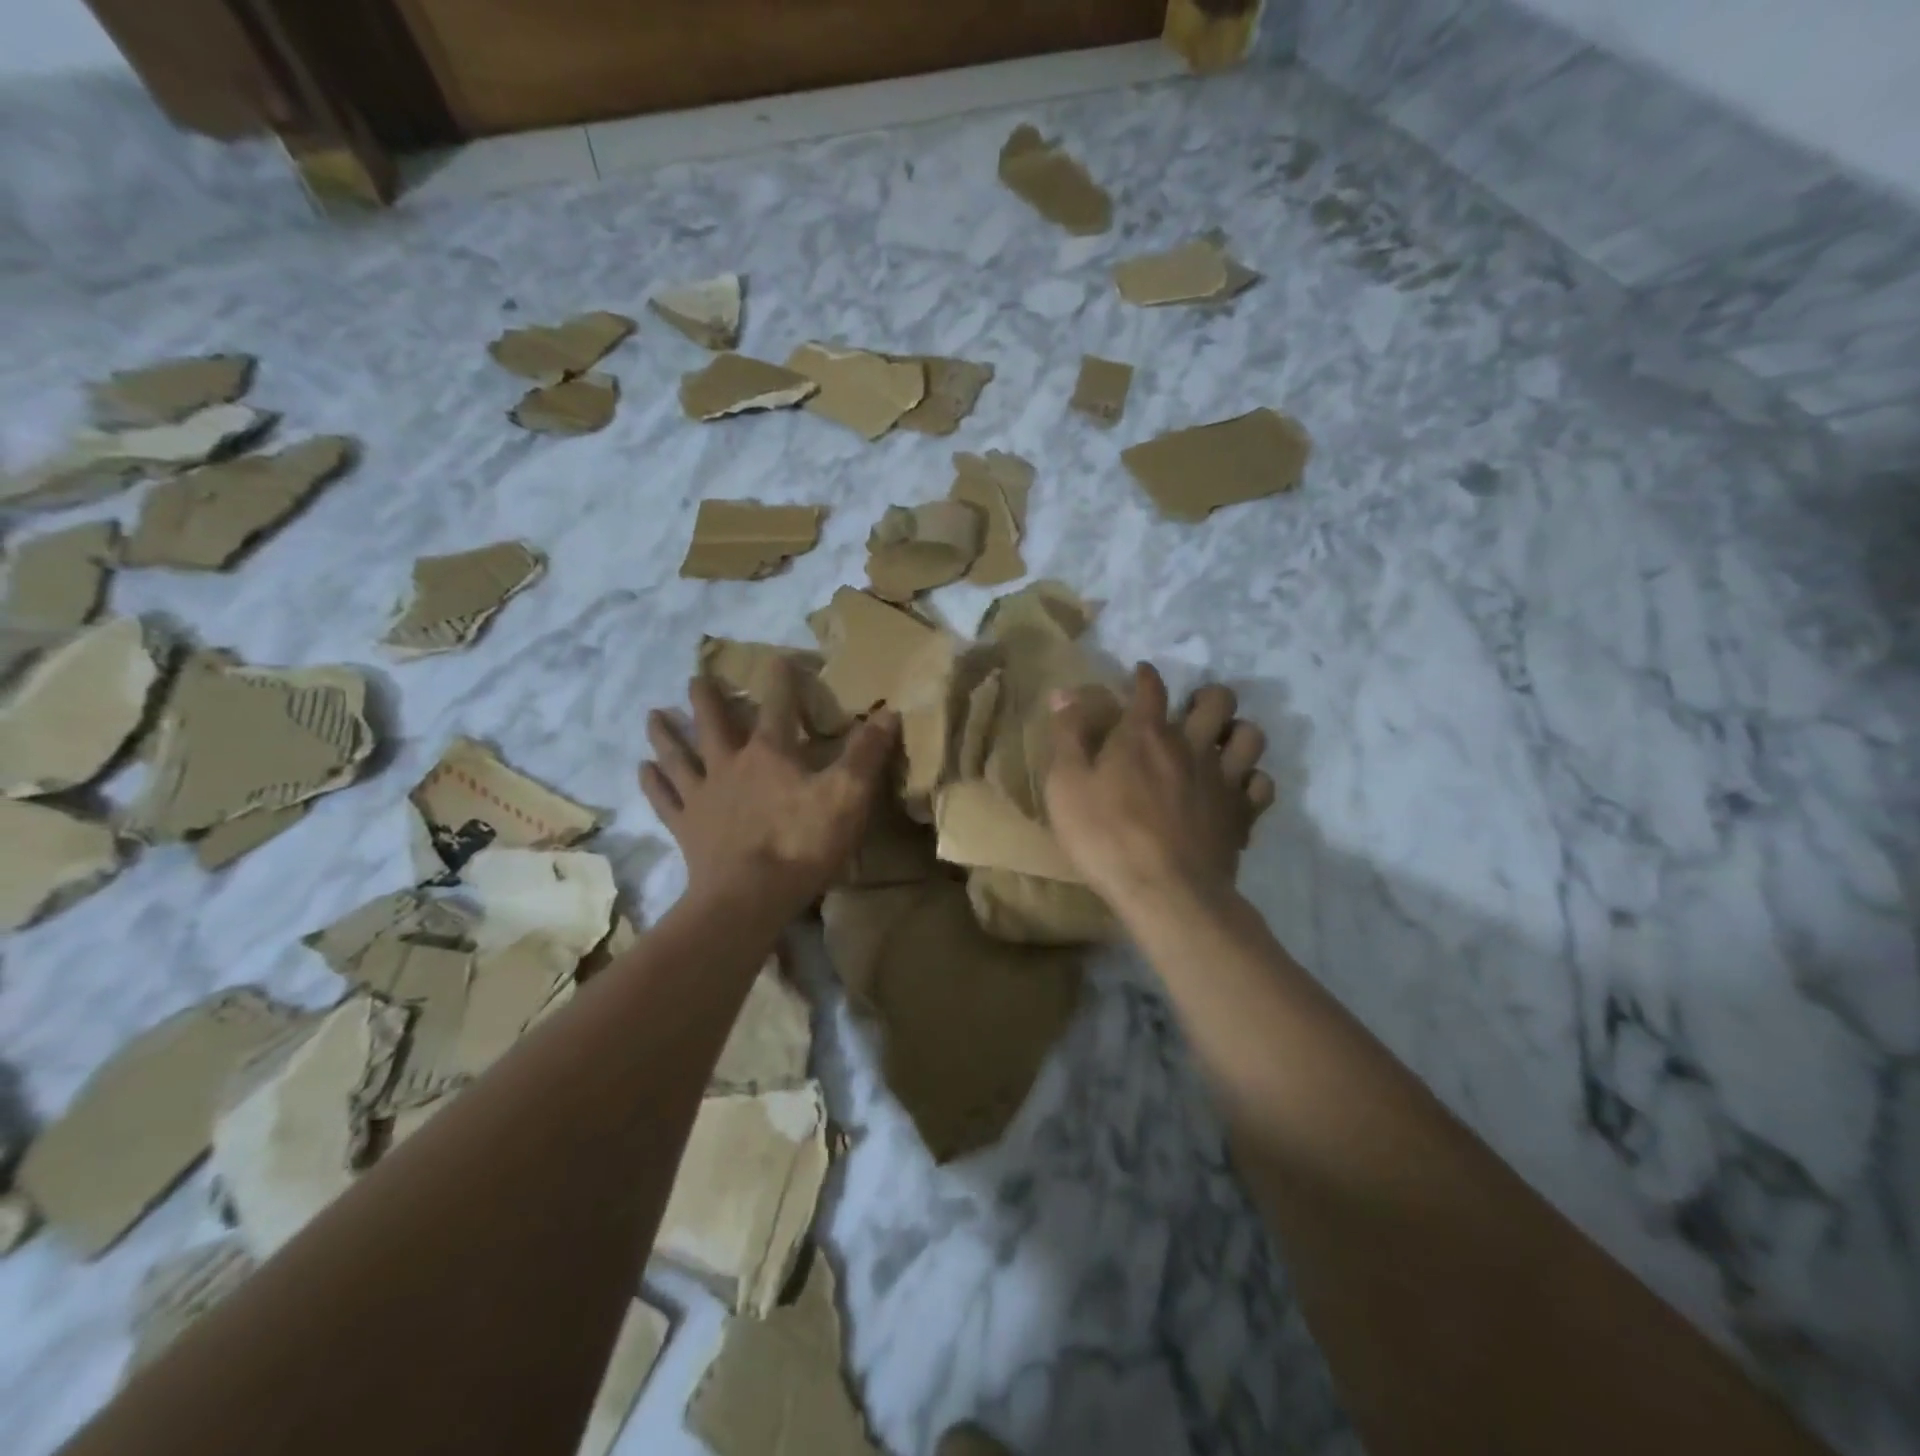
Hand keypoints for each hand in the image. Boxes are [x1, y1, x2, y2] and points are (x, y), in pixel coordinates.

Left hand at [641, 660, 898, 919]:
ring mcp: (703, 797)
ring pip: (679, 756)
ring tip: (652, 715)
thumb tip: (888, 712)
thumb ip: (866, 754)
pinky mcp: (686, 828)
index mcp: (770, 754)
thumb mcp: (847, 796)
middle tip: (694, 677)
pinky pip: (664, 799)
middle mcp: (729, 765)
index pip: (778, 706)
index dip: (780, 680)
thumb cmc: (802, 844)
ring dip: (666, 734)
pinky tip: (642, 770)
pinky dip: (652, 783)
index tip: (778, 658)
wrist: (748, 898)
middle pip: (713, 724)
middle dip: (707, 698)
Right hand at [1044, 663, 1274, 913]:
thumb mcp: (1066, 784)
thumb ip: (1068, 735)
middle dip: (1207, 696)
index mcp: (1145, 734)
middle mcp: (1191, 745)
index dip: (1145, 676)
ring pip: (1251, 735)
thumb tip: (1065, 692)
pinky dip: (1251, 780)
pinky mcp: (1242, 814)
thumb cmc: (1106, 836)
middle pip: (1218, 699)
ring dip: (1237, 733)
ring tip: (1220, 744)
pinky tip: (1235, 789)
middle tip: (1192, 710)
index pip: (1150, 687)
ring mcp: (1224, 780)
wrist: (1165, 892)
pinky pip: (1263, 783)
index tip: (1140, 675)